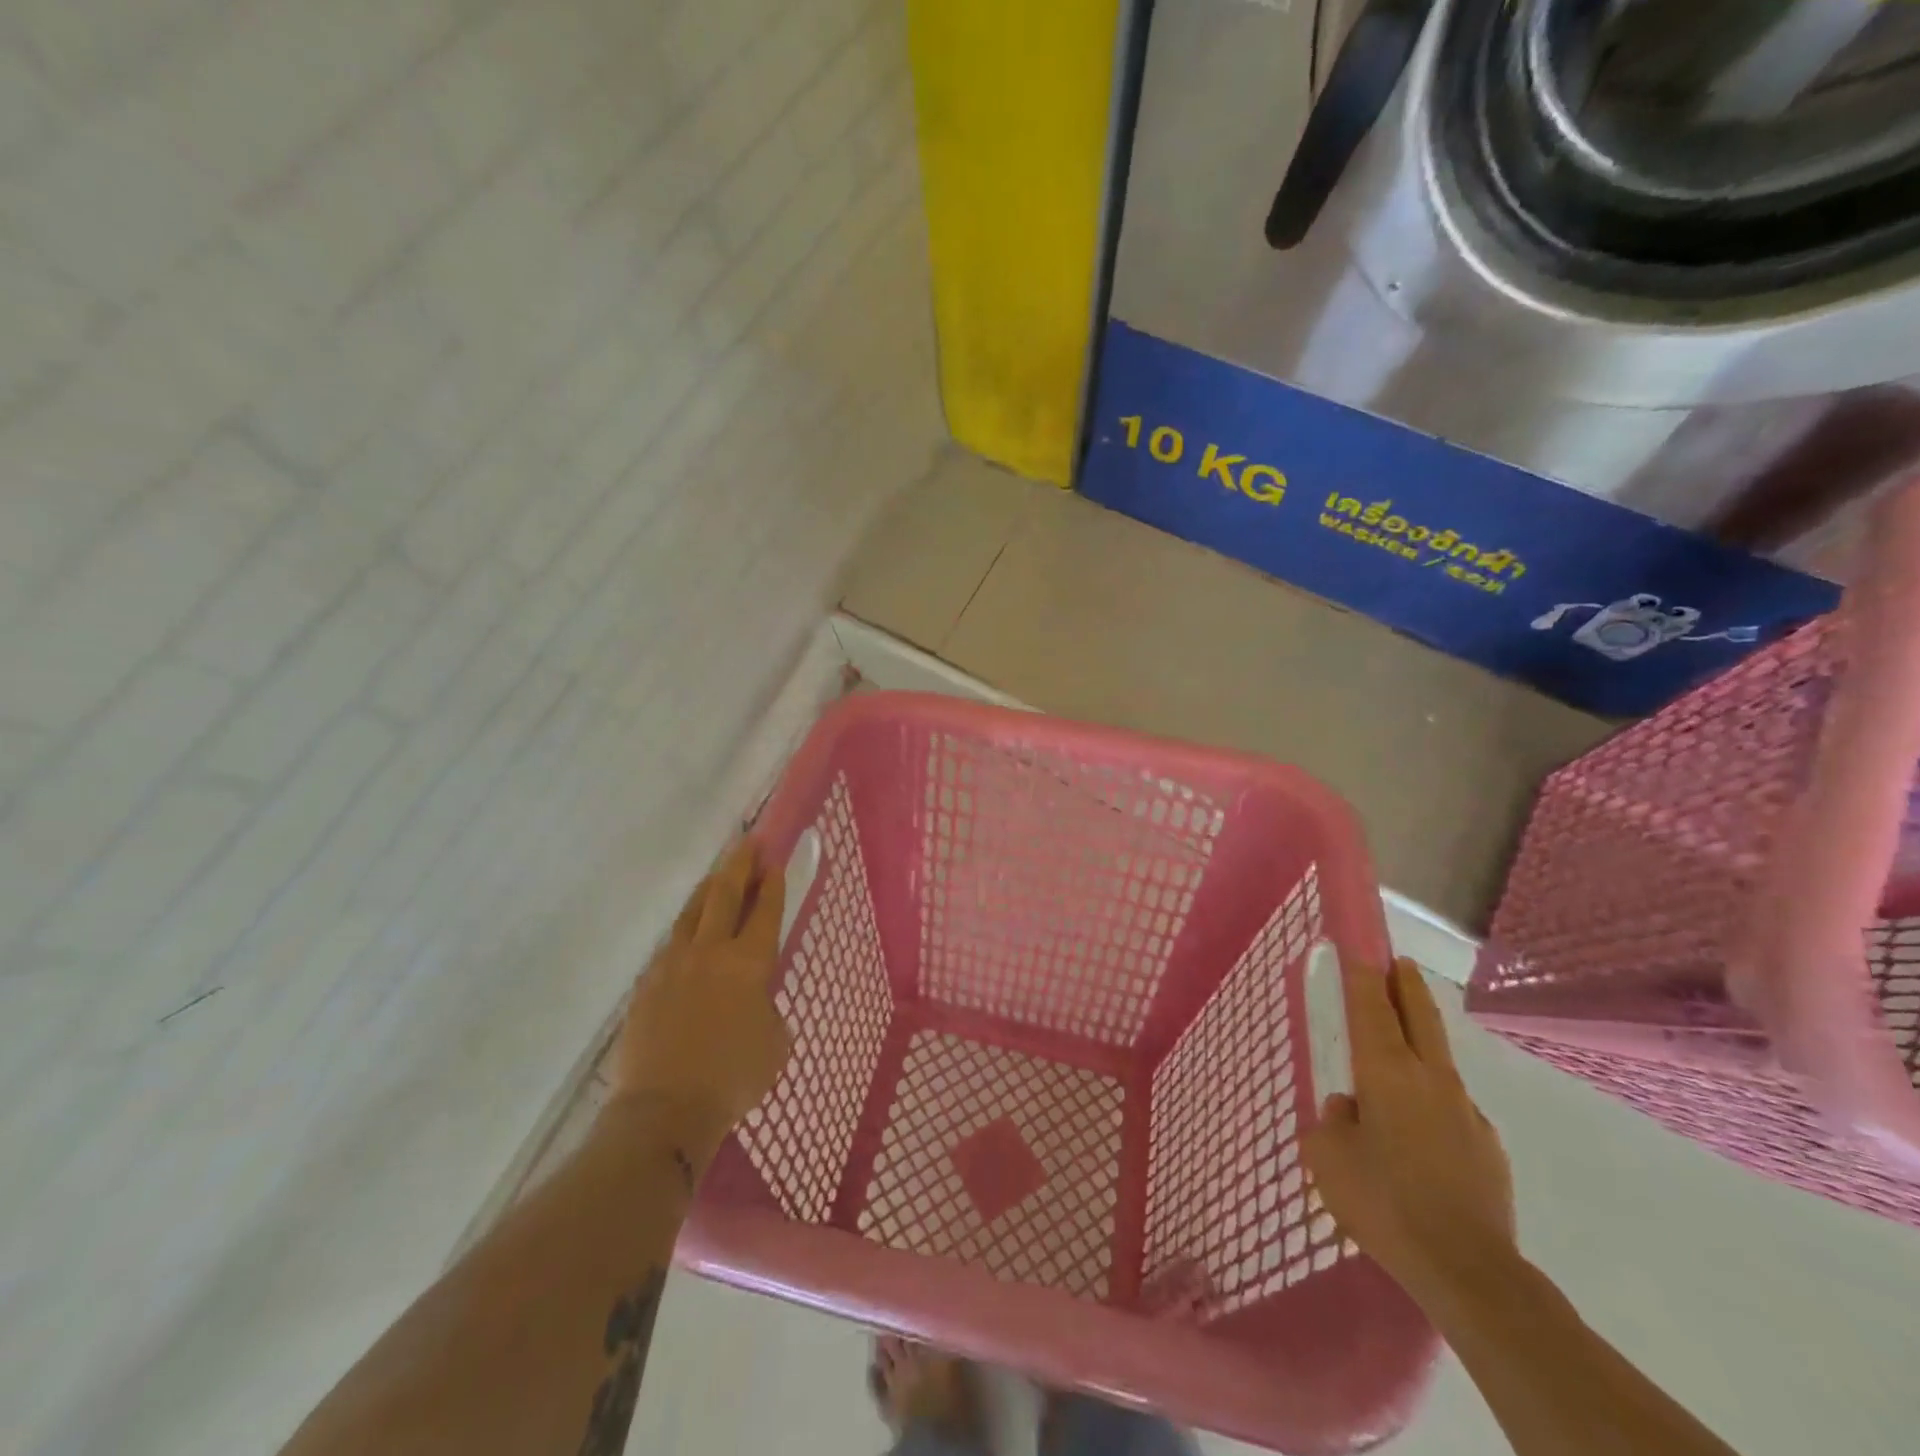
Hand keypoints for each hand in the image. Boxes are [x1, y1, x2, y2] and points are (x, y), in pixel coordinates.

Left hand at [609, 840, 790, 1162]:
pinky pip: (669, 945)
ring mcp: (673, 964)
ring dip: (708, 888)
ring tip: (717, 875)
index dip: (772, 884)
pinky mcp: (646, 984)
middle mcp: (710, 951)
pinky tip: (687, 933)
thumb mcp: (776, 1043)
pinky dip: (684, 930)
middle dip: (740, 865)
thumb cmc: (733, 1077)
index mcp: (749, 962)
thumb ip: (768, 1009)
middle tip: (748, 842)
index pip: (765, 911)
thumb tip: (754, 1001)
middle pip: (725, 894)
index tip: (774, 861)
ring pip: (692, 912)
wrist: (665, 1109)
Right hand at [1303, 958, 1516, 1311]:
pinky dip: (1432, 1107)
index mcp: (1386, 1071)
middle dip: (1406, 984)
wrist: (1468, 1271)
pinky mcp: (1488, 1147)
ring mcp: (1466, 1111)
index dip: (1362, 973)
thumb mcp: (1328, 1157)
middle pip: (1420, 1015)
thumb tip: (1352, 1110)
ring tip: (1396, 1071)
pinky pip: (1452, 1110)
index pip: (1371, 1006)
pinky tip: (1420, 1142)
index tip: (1360, 945)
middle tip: (1399, 962)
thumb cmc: (1383, 1201)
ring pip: (1439, 1062)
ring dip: (1420, 1047)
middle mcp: (1430, 1079)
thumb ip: (1333, 1121)